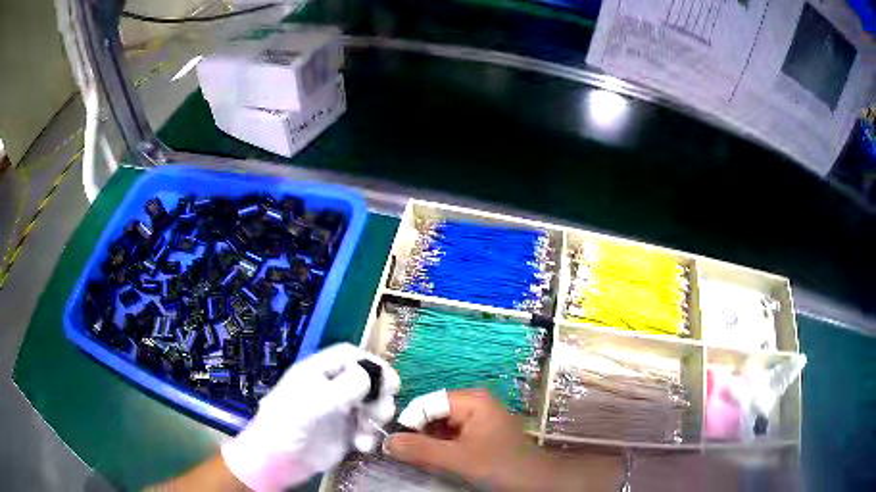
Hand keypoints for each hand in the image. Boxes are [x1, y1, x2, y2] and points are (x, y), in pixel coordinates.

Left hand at [221, 343, 399, 491]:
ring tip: (367, 433)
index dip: (372, 363)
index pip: (350, 356)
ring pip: (371, 404)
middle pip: (367, 379)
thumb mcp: (314, 403)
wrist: (279, 461)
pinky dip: (370, 436)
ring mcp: (339, 410)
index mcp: (318, 372)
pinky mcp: (345, 432)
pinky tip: (361, 446)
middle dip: (379, 395)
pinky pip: (368, 427)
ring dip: (376, 417)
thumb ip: (345, 387)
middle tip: (382, 412)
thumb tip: (371, 373)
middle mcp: (331, 387)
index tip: (390, 382)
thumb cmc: (289, 425)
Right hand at [385, 389, 546, 489]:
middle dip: (419, 435)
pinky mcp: (480, 434)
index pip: (427, 403)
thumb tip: (386, 441)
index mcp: (471, 400)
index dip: (410, 422)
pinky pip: (452, 436)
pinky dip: (441, 448)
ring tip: (424, 461)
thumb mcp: (457, 459)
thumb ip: (420, 450)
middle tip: (409, 456)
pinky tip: (440, 462)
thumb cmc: (500, 465)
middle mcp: (474, 403)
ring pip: (441, 427)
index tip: (397, 444)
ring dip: (429, 444)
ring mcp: (478, 419)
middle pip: (433, 414)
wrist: (535, 482)